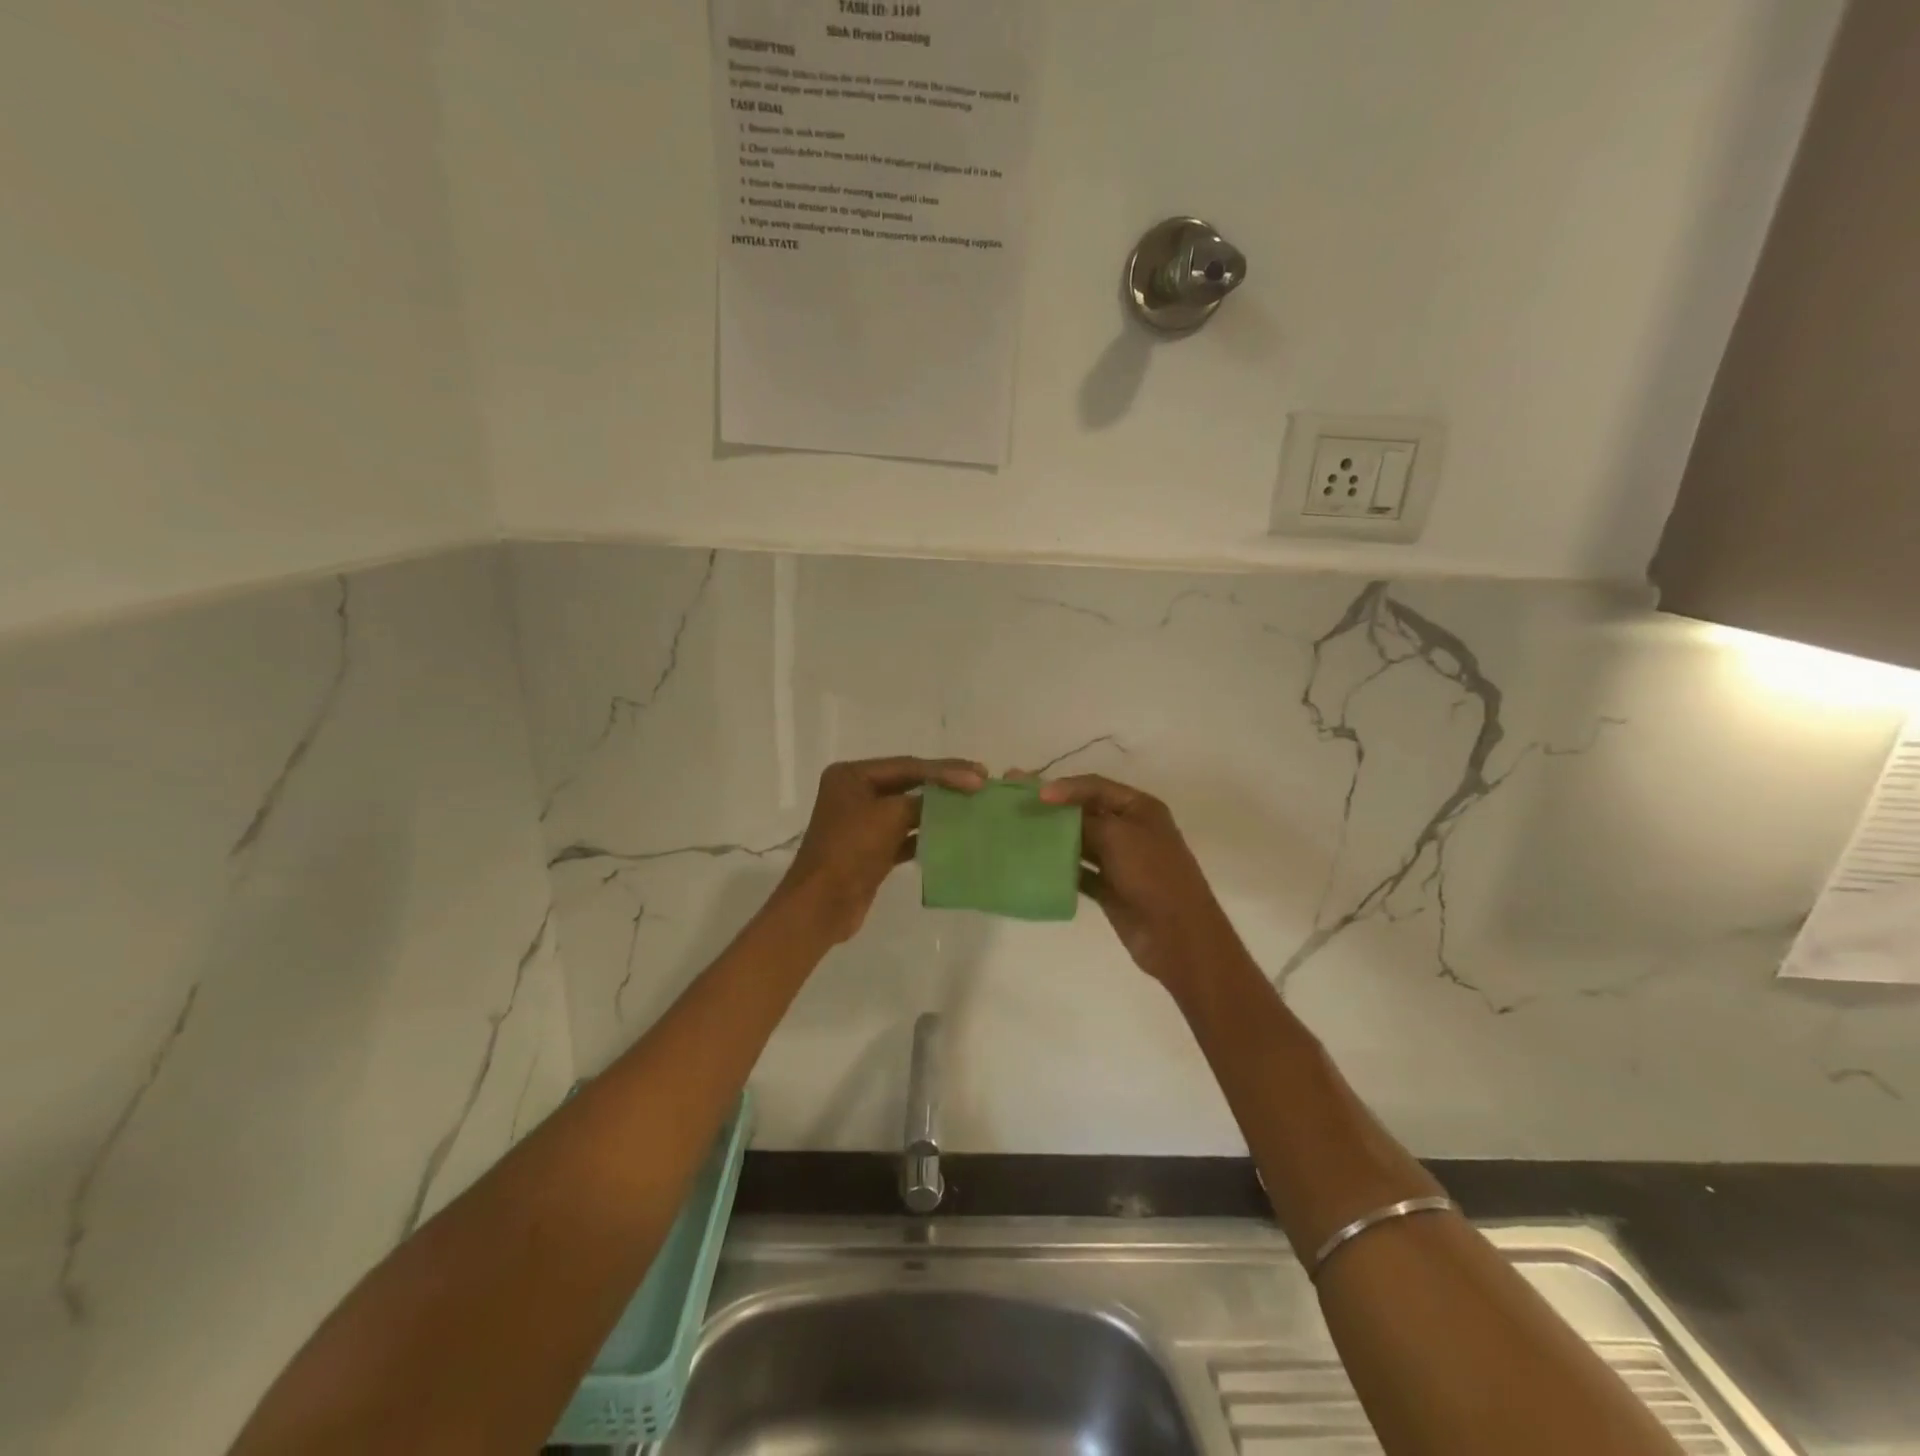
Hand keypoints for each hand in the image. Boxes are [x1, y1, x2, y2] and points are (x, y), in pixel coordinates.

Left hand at [779, 756, 986, 942]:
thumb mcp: (890, 816)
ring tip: (972, 807)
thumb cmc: (851, 850)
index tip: (980, 776)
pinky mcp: (871, 849)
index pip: (907, 766)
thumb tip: (953, 796)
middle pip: (908, 783)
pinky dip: (926, 834)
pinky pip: (905, 834)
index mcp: (851, 775)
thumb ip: (924, 800)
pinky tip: (953, 835)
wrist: (823, 904)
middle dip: (944, 785)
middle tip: (981, 784)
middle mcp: (855, 793)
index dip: (946, 770)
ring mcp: (862, 822)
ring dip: (938, 810)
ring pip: (908, 809)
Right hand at [1037, 773, 1246, 992]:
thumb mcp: (1118, 836)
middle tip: (1017, 803)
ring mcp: (1119, 860)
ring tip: (1019, 832)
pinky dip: (1060, 867)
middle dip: (1053, 809)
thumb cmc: (1152, 874)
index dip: (1065, 788)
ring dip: (1053, 838)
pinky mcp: (1109, 888)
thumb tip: (1052, 808)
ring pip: (1079, 841)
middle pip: (1084, 812)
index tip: (1035, 795)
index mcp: (1139, 808)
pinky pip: (1079, 871)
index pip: (1095, 787)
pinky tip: (1035, 865)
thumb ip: (1083, 819)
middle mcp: (1129, 829)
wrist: (1178, 935)